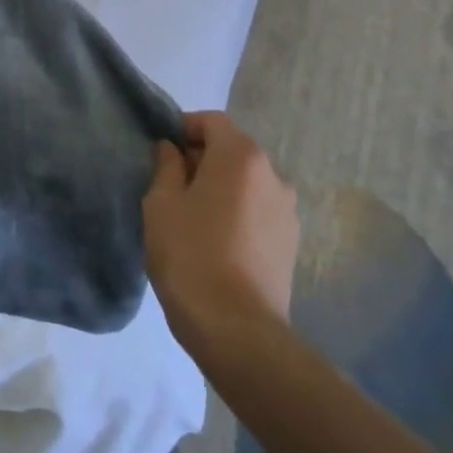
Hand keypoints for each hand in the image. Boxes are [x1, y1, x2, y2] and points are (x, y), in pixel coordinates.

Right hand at [143, 111, 299, 347]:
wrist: (237, 330)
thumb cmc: (190, 254)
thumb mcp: (161, 203)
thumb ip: (166, 166)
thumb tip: (173, 150)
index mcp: (241, 156)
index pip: (211, 121)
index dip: (183, 128)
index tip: (162, 153)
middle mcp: (273, 175)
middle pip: (232, 150)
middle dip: (202, 159)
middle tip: (171, 186)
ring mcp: (287, 211)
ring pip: (246, 183)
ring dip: (221, 188)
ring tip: (194, 218)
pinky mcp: (291, 243)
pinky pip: (258, 211)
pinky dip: (237, 213)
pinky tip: (216, 242)